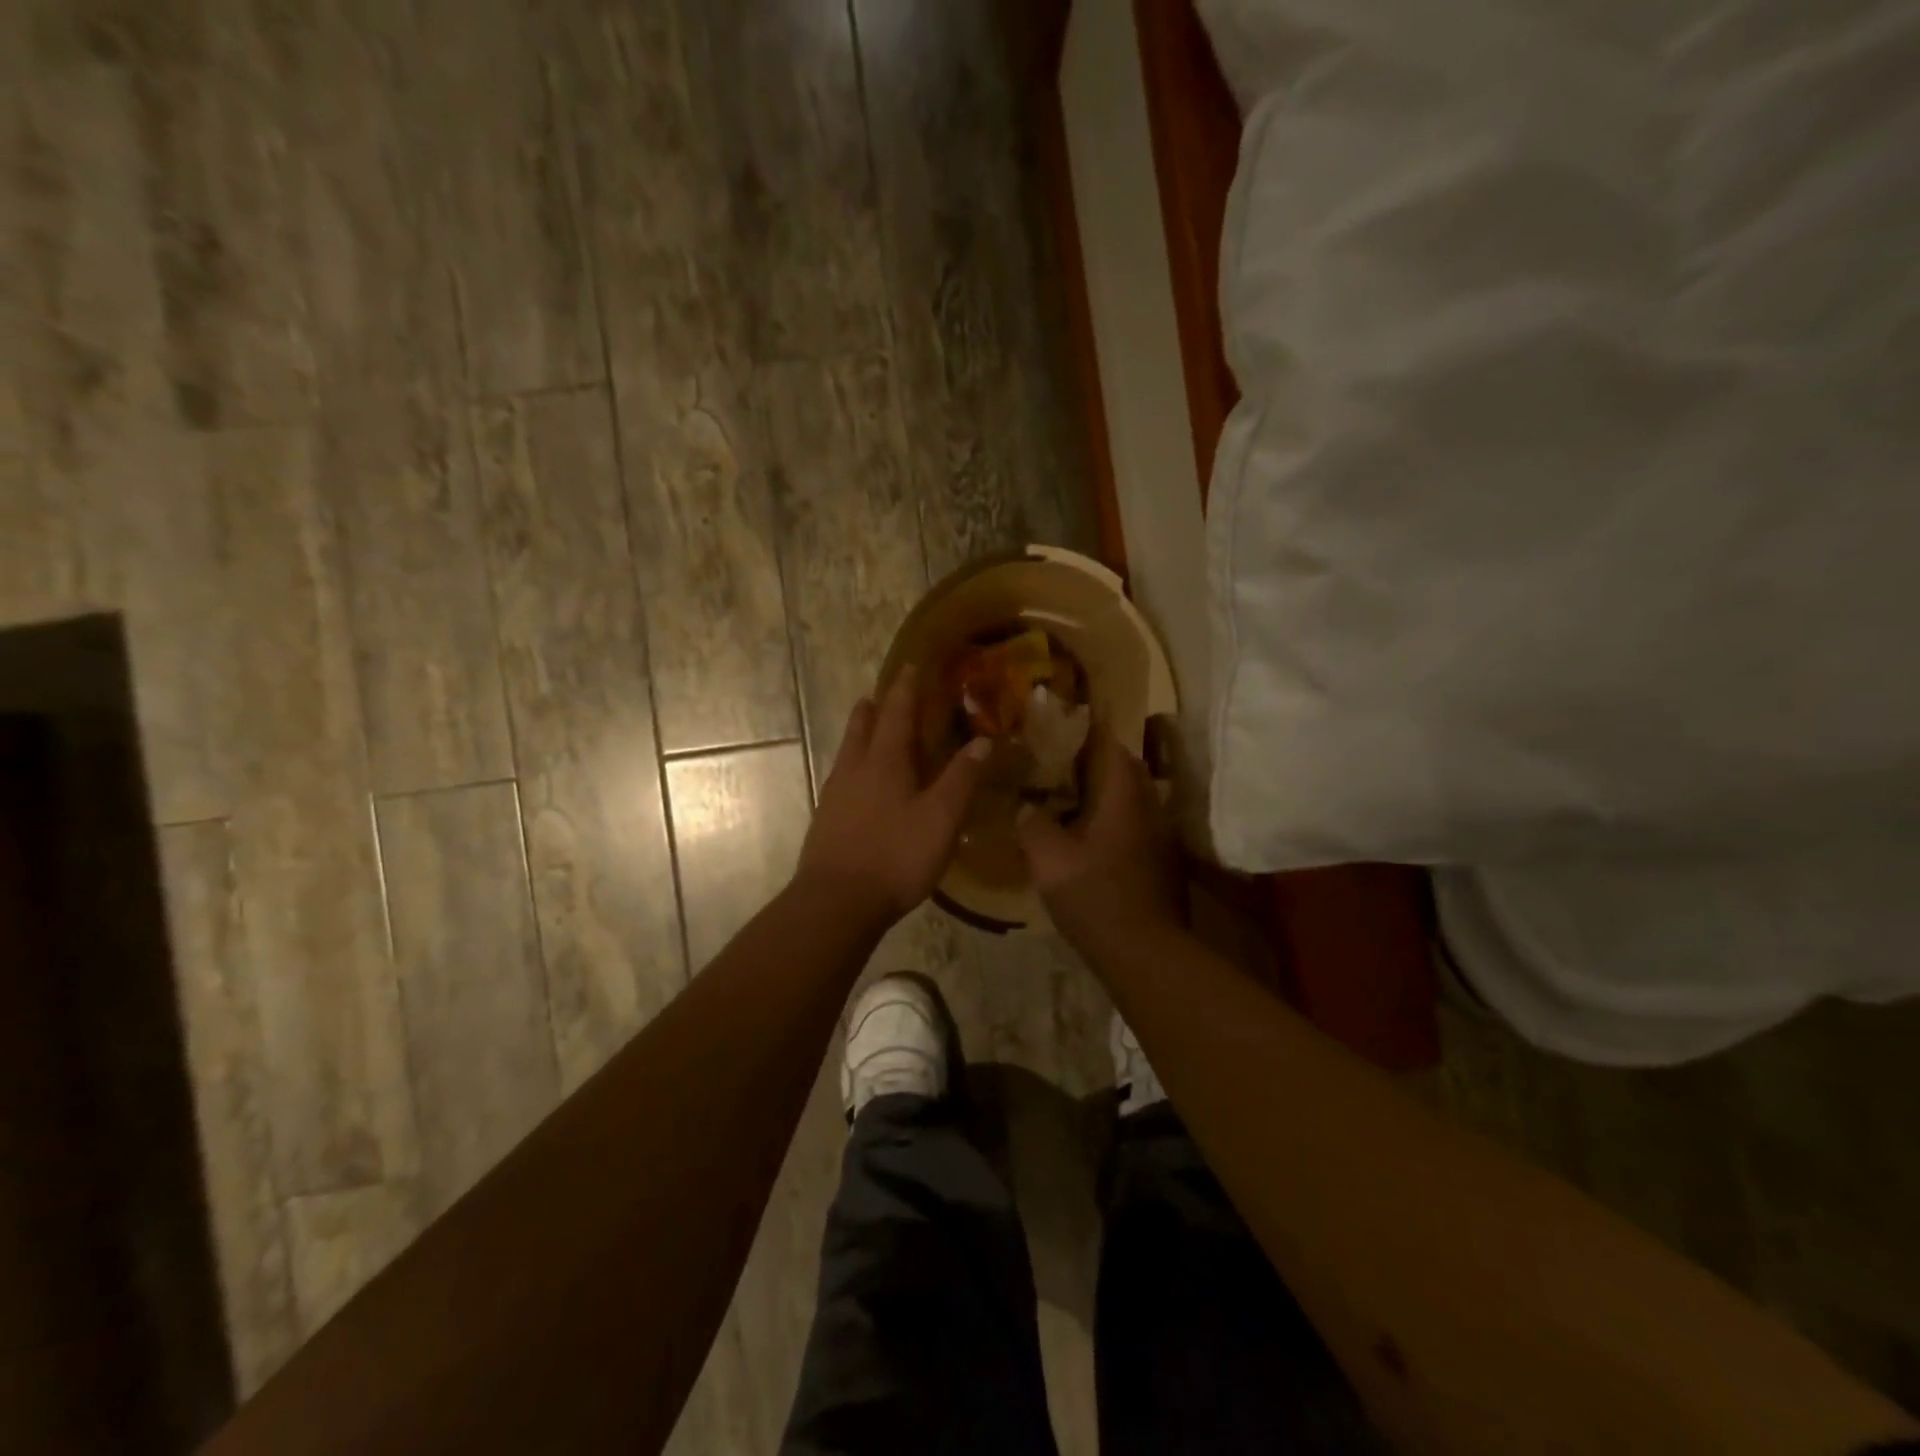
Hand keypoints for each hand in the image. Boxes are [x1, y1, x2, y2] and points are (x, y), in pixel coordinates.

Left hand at [796, 667, 992, 925]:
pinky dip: (854, 764)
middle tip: (882, 694)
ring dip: (860, 732)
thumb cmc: (895, 856)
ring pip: (848, 751)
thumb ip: (962, 779)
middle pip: (862, 726)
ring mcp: (835, 794)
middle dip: (875, 707)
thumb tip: (983, 741)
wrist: (836, 902)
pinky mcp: (826, 819)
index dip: (905, 688)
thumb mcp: (941, 819)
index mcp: (885, 761)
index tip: (911, 666)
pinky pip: (841, 777)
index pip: (897, 713)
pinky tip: (859, 783)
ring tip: (868, 726)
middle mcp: (855, 769)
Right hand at [1016, 731, 1182, 949]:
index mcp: (1125, 799)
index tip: (1068, 731)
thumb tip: (1026, 807)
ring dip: (1111, 796)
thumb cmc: (1094, 895)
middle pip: (1130, 773)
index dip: (1094, 735)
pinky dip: (1118, 824)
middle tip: (1066, 766)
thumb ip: (1033, 825)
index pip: (1115, 749)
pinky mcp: (1164, 866)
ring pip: (1136, 802)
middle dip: (1101, 764)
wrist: (1143, 952)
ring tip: (1076, 801)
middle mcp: (1151, 811)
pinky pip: (1139, 829)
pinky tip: (1095, 841)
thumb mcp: (1048, 859)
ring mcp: (1162, 840)